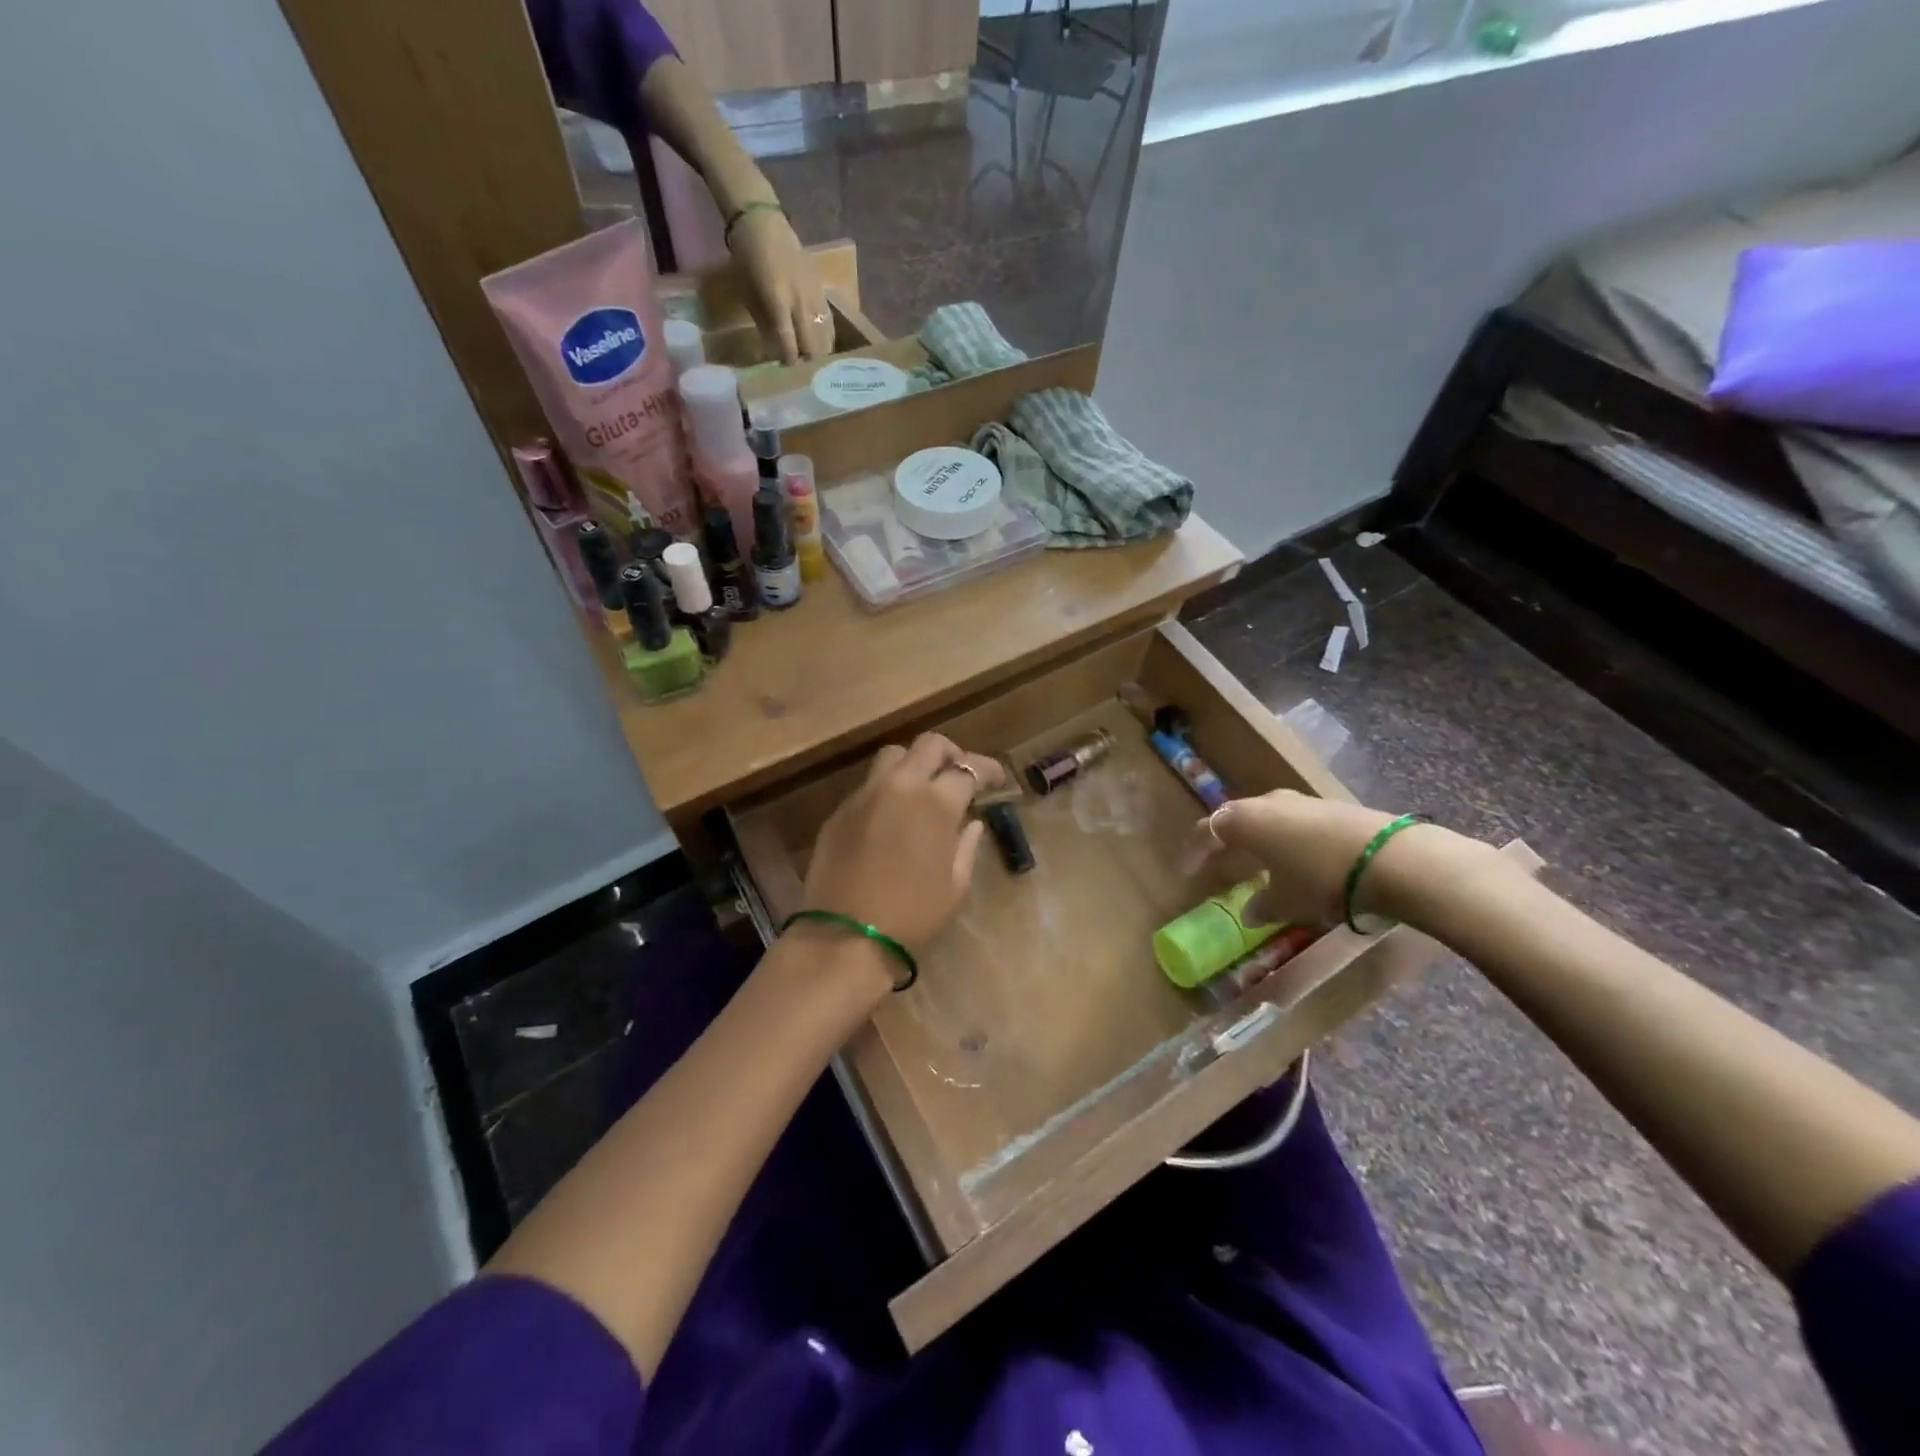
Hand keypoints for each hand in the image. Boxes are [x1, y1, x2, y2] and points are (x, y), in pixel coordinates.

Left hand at [728, 207, 830, 363]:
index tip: (787, 370)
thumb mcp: (748, 293)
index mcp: (777, 300)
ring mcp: (814, 295)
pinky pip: (829, 321)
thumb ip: (765, 323)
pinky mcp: (822, 290)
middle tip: (803, 372)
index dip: (789, 359)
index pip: (788, 340)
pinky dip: (827, 336)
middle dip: (808, 361)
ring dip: (820, 352)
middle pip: (811, 343)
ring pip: (825, 335)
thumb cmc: (748, 259)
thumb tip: (775, 351)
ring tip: (816, 364)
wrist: (764, 223)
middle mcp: (799, 300)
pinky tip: (825, 346)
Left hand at [801, 735, 1004, 956]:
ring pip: (893, 756)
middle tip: (959, 774)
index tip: (996, 779)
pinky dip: (887, 789)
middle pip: (929, 745)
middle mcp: (900, 786)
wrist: (847, 936)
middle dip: (951, 753)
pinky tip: (891, 816)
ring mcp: (865, 795)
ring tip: (922, 788)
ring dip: (913, 763)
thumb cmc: (913, 915)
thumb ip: (966, 845)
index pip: (968, 768)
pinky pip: (868, 785)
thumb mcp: (954, 885)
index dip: (987, 769)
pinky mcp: (839, 811)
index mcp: (936, 803)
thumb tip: (972, 823)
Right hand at [1204, 791, 1476, 927]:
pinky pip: (1295, 824)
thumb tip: (1250, 912)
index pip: (1207, 830)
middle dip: (1226, 843)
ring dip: (1259, 842)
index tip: (1186, 870)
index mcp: (1244, 821)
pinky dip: (1287, 841)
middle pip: (1237, 819)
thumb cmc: (1319, 879)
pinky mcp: (1332, 809)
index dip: (1194, 851)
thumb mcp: (1285, 902)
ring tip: (1259, 866)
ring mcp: (1302, 802)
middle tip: (1220, 864)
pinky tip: (1297, 862)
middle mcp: (1267, 803)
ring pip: (1268, 820)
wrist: (1390, 858)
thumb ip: (1261, 905)